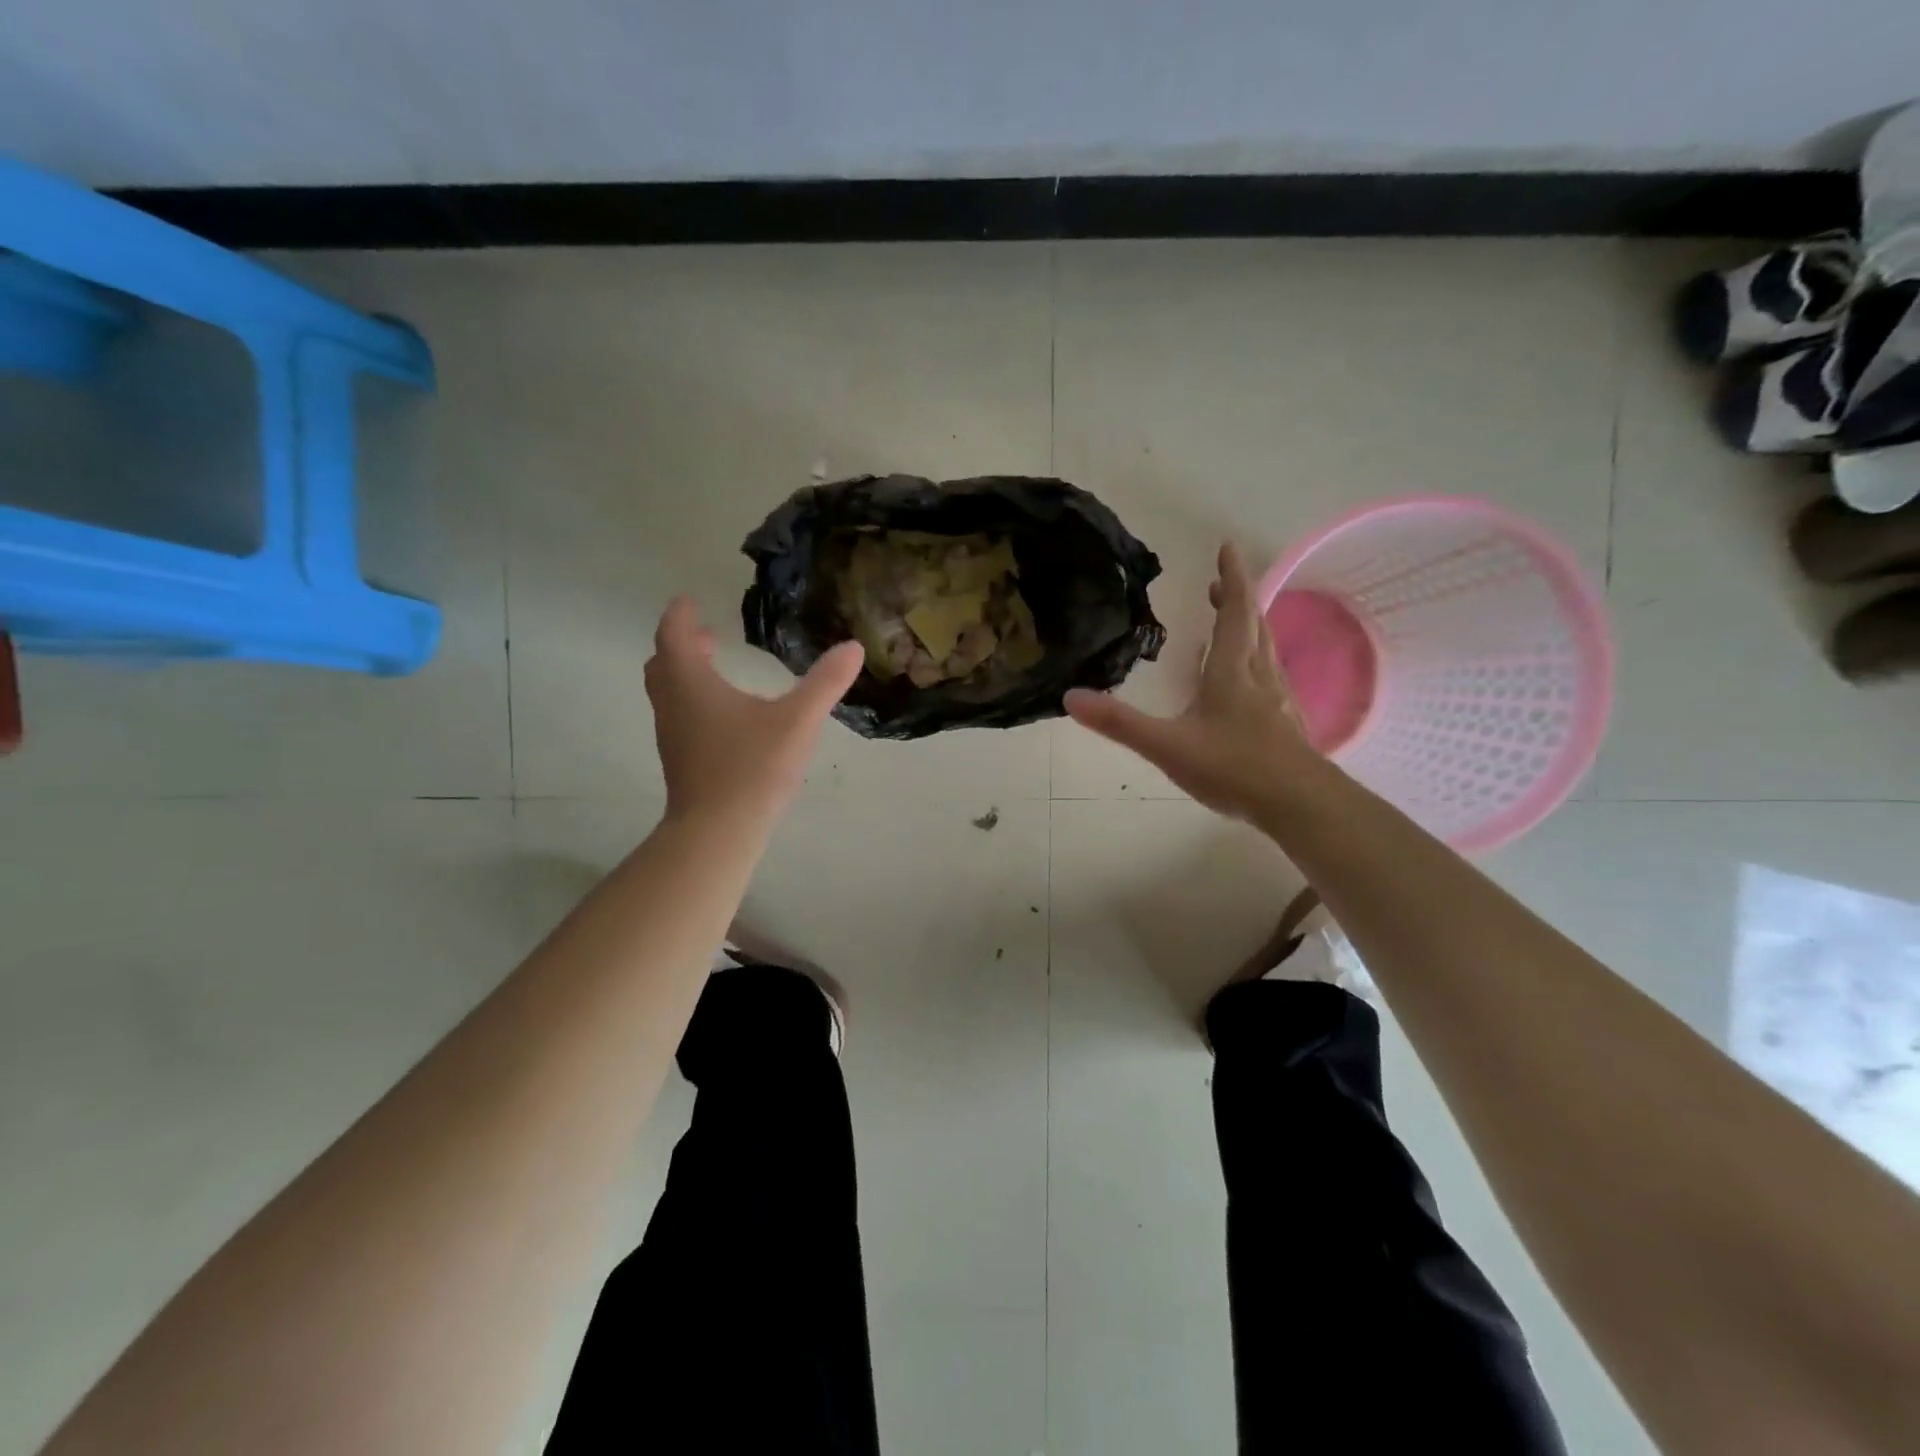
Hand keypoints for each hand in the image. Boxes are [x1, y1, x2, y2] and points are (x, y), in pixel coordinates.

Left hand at [646, 597, 863, 826]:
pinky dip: (692, 702)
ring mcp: (672, 735)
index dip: (679, 614)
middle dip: (681, 644)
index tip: (689, 600)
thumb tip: (853, 647)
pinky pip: (678, 716)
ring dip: (685, 674)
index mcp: (691, 683)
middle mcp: (673, 704)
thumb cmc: (753, 767)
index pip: (672, 634)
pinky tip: (726, 718)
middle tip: (707, 637)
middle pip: (663, 663)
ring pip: (667, 692)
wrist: (717, 831)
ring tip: (716, 672)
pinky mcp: (680, 760)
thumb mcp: (797, 720)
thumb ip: (825, 683)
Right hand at [1065, 544, 1315, 823]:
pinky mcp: (1286, 723)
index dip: (1231, 577)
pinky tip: (1248, 682)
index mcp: (1232, 671)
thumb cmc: (1233, 767)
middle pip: (1253, 625)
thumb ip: (1120, 723)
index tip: (1227, 546)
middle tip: (1220, 583)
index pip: (1235, 612)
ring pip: (1265, 650)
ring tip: (1233, 621)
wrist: (1299, 804)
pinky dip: (1256, 660)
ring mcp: (1278, 699)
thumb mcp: (1167, 746)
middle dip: (1237, 599)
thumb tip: (1070, 697)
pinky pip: (1270, 675)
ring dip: (1249, 627)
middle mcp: (1259, 675)